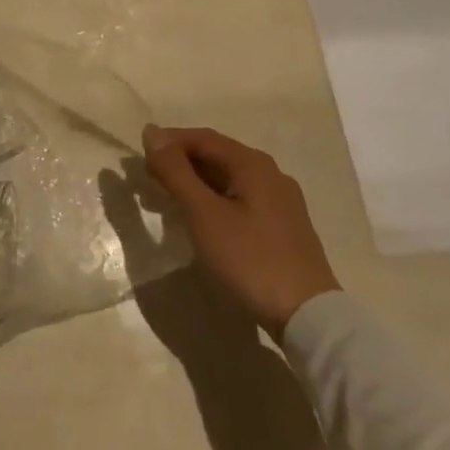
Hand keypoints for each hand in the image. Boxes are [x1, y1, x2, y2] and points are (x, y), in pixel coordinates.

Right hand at [142, 124, 339, 339]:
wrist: (308, 317)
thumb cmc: (250, 260)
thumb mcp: (204, 214)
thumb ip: (176, 172)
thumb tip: (152, 133)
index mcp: (252, 163)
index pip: (203, 138)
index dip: (169, 141)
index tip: (141, 154)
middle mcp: (270, 173)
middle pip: (218, 155)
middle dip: (181, 162)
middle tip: (150, 178)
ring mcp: (281, 200)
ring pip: (230, 178)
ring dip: (197, 182)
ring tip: (170, 198)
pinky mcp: (284, 226)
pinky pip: (242, 198)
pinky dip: (216, 199)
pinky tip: (204, 219)